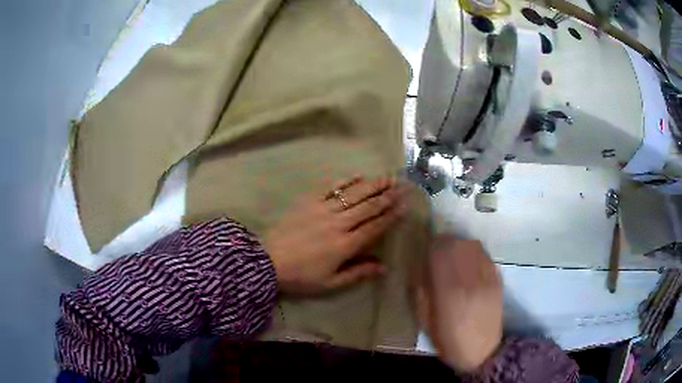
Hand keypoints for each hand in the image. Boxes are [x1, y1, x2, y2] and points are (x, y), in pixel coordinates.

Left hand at [264, 176, 405, 294]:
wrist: (267, 261)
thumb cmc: (300, 276)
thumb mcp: (330, 283)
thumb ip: (358, 273)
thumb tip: (383, 267)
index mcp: (345, 245)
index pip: (374, 227)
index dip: (391, 216)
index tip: (404, 205)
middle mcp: (338, 223)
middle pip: (368, 207)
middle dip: (387, 196)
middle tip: (403, 186)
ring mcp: (323, 209)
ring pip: (353, 194)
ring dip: (373, 185)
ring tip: (388, 177)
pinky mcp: (308, 201)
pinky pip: (330, 188)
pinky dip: (346, 181)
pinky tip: (358, 176)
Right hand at [418, 236, 502, 372]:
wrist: (482, 350)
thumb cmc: (448, 339)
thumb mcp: (425, 320)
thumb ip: (420, 291)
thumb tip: (419, 267)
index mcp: (449, 289)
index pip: (440, 251)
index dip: (430, 245)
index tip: (425, 250)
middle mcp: (470, 277)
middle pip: (458, 243)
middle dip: (444, 243)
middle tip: (437, 252)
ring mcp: (487, 276)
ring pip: (473, 245)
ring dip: (460, 245)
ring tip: (454, 255)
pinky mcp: (497, 278)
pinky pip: (484, 255)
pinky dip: (474, 253)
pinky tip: (469, 264)